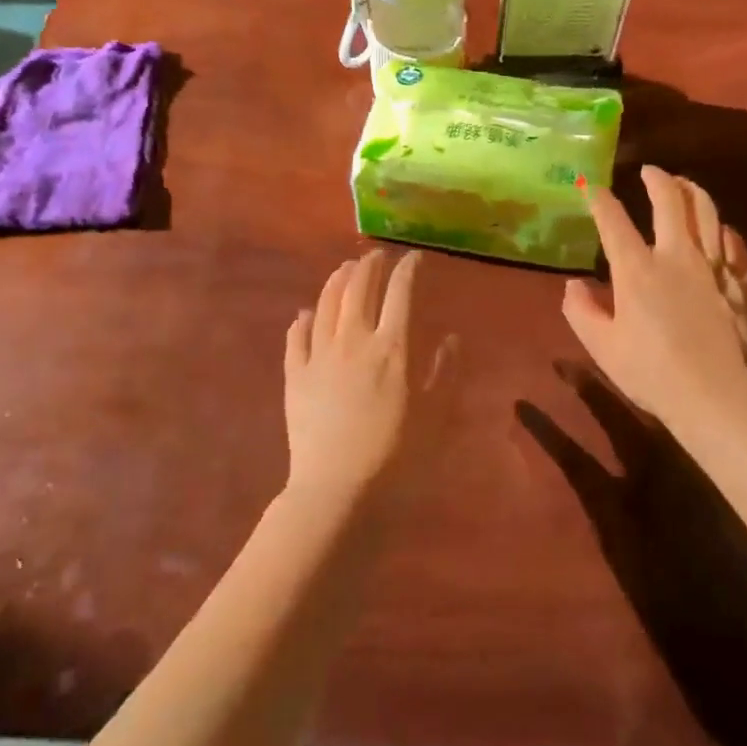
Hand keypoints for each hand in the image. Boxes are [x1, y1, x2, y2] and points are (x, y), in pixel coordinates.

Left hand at [283, 249, 446, 507]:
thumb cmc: (397, 455)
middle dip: (370, 265)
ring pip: (325, 304)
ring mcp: (319, 356)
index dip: (408, 269)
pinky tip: (304, 314)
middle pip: (359, 288)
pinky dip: (301, 320)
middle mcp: (354, 340)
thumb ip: (445, 372)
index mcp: (392, 347)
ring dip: (337, 281)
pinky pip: (295, 338)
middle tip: (378, 256)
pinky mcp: (294, 376)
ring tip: (345, 269)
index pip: (401, 293)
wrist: (338, 490)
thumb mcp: (435, 415)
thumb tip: (451, 338)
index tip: (415, 258)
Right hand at [562, 167, 746, 433]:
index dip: (599, 198)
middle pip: (670, 201)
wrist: (717, 396)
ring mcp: (714, 267)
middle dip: (657, 179)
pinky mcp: (741, 283)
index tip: (590, 186)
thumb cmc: (651, 373)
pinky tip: (721, 231)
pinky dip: (724, 231)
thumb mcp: (602, 347)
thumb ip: (581, 311)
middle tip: (650, 171)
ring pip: (708, 212)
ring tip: (684, 185)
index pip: (613, 220)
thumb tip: (575, 285)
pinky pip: (735, 244)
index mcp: (637, 269)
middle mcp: (677, 256)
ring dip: (693, 192)